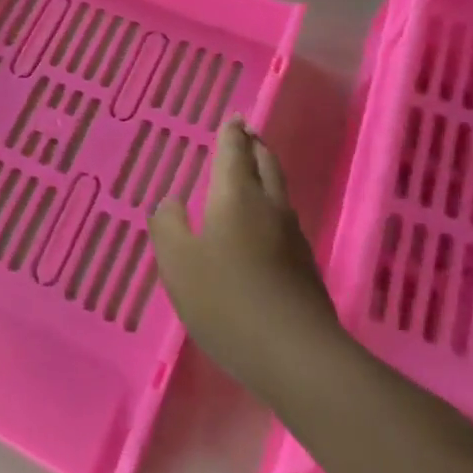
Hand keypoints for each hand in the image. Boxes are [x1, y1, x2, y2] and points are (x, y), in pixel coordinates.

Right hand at [149, 117, 346, 393]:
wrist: (295, 355)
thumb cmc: (225, 299)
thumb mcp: (177, 262)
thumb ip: (168, 226)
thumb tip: (171, 202)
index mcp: (236, 197)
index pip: (234, 152)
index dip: (231, 134)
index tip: (234, 118)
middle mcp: (269, 207)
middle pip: (266, 165)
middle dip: (254, 147)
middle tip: (246, 135)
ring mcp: (292, 238)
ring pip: (279, 192)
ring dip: (265, 174)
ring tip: (250, 173)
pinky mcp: (304, 268)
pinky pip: (283, 220)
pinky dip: (269, 206)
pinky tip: (259, 227)